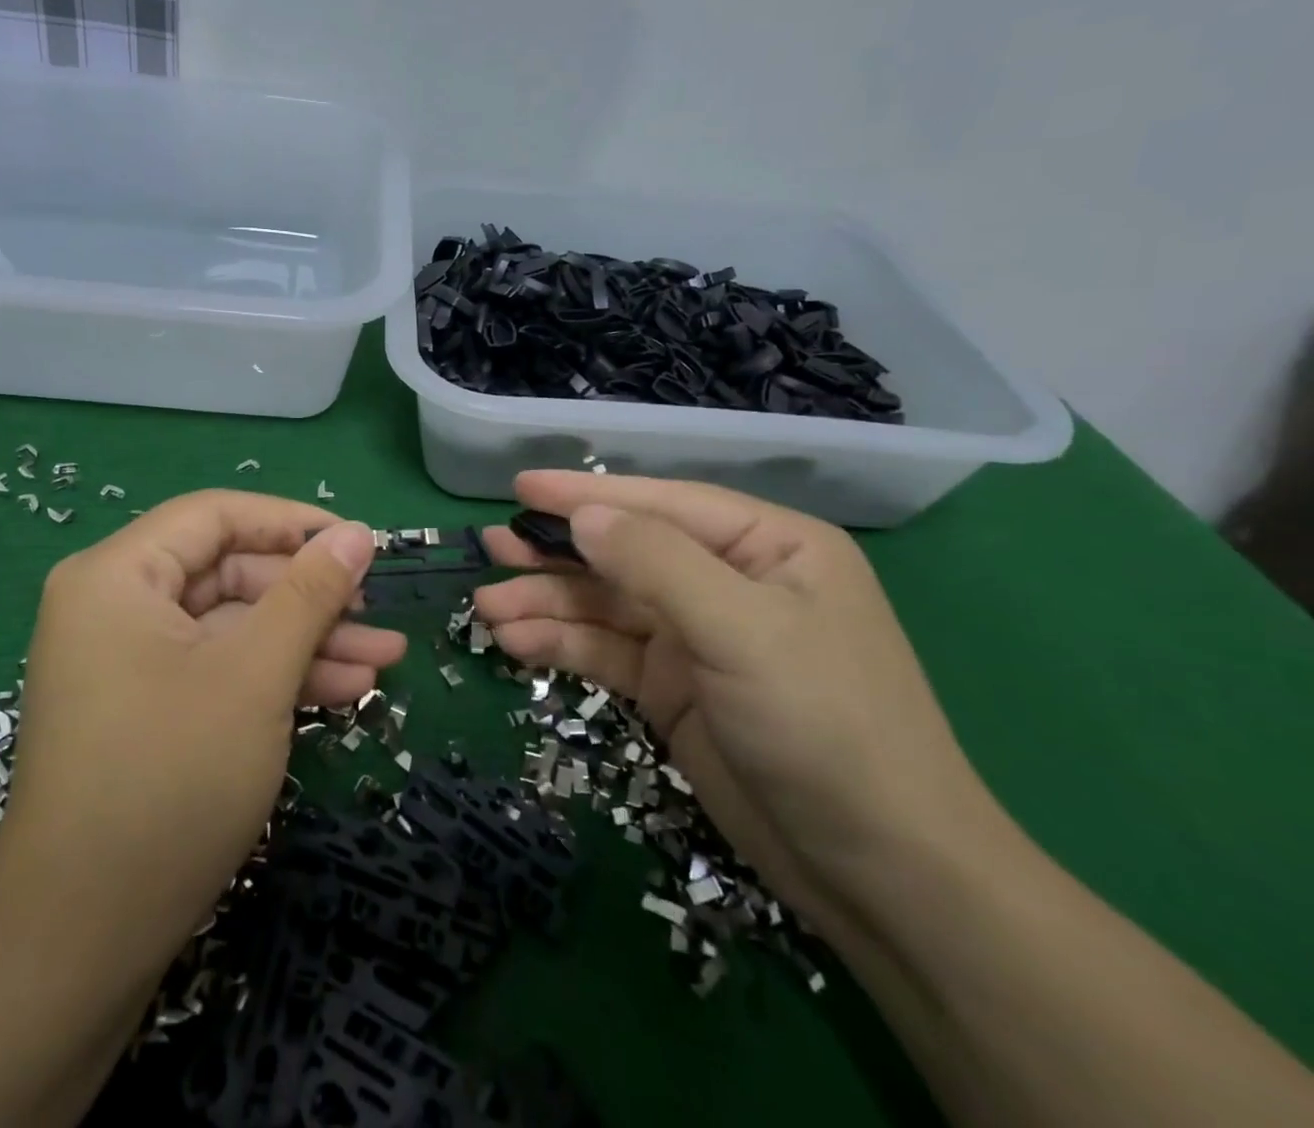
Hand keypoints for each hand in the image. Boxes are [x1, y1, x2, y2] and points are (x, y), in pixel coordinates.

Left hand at [0, 491, 401, 969]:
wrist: (81, 942)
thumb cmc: (170, 781)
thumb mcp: (255, 674)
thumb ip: (309, 593)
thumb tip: (356, 534)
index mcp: (117, 575)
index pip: (216, 516)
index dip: (292, 523)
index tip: (358, 543)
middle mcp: (115, 605)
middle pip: (229, 573)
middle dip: (310, 597)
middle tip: (378, 615)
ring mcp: (129, 661)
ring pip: (233, 626)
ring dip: (307, 642)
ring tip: (384, 661)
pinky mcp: (147, 707)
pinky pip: (218, 668)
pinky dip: (275, 676)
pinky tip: (344, 691)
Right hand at [474, 471, 997, 929]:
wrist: (879, 876)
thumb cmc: (826, 727)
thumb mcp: (743, 631)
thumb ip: (657, 563)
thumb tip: (582, 514)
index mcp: (766, 546)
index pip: (662, 504)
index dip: (586, 494)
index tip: (520, 489)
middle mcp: (728, 581)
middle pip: (625, 553)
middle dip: (557, 552)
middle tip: (492, 547)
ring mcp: (698, 637)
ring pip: (607, 604)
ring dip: (547, 604)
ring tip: (486, 607)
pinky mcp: (674, 688)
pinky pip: (607, 652)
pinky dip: (562, 645)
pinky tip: (515, 645)